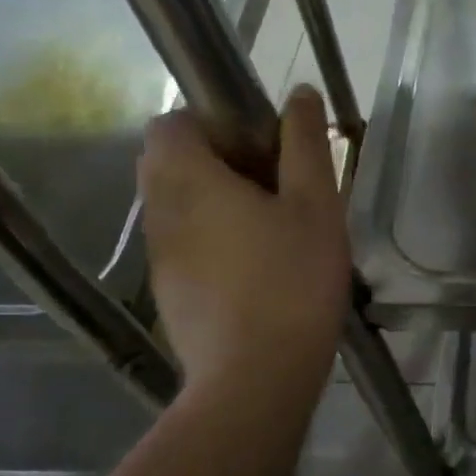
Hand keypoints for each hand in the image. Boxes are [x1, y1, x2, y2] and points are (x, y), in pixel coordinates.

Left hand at [139, 86, 349, 389]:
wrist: (255, 380)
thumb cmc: (291, 281)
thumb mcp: (315, 205)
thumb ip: (305, 143)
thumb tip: (299, 94)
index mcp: (187, 179)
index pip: (171, 122)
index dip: (214, 122)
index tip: (261, 146)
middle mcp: (160, 211)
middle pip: (172, 162)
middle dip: (220, 161)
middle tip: (275, 186)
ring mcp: (159, 257)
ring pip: (179, 205)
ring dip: (218, 202)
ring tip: (275, 230)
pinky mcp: (169, 293)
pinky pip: (185, 244)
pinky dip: (213, 240)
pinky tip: (260, 270)